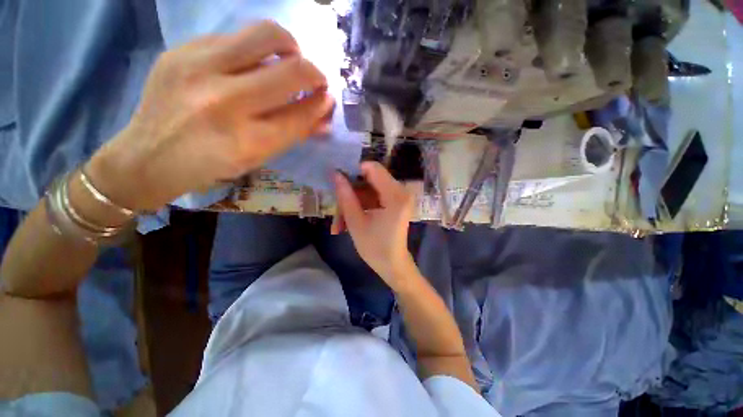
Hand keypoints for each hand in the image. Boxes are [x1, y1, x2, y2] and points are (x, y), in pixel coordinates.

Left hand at [87, 20, 334, 211]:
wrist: (147, 156)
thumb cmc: (210, 166)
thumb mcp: (257, 158)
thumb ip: (293, 134)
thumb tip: (324, 117)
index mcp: (248, 140)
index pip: (301, 114)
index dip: (321, 104)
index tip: (328, 99)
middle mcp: (226, 101)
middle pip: (291, 71)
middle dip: (315, 73)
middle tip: (316, 79)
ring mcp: (200, 68)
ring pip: (266, 35)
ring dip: (290, 46)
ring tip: (291, 59)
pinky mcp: (183, 49)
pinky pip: (236, 36)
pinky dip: (256, 49)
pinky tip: (253, 63)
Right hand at [332, 162, 416, 288]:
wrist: (393, 264)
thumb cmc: (374, 247)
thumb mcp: (355, 222)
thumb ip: (345, 196)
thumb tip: (335, 174)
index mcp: (395, 196)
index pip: (373, 168)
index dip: (354, 170)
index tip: (339, 179)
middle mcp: (402, 191)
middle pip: (374, 176)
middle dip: (354, 185)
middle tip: (339, 198)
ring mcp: (402, 196)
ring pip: (374, 185)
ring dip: (358, 195)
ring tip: (343, 213)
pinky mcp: (399, 201)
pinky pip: (379, 192)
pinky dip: (365, 200)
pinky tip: (354, 213)